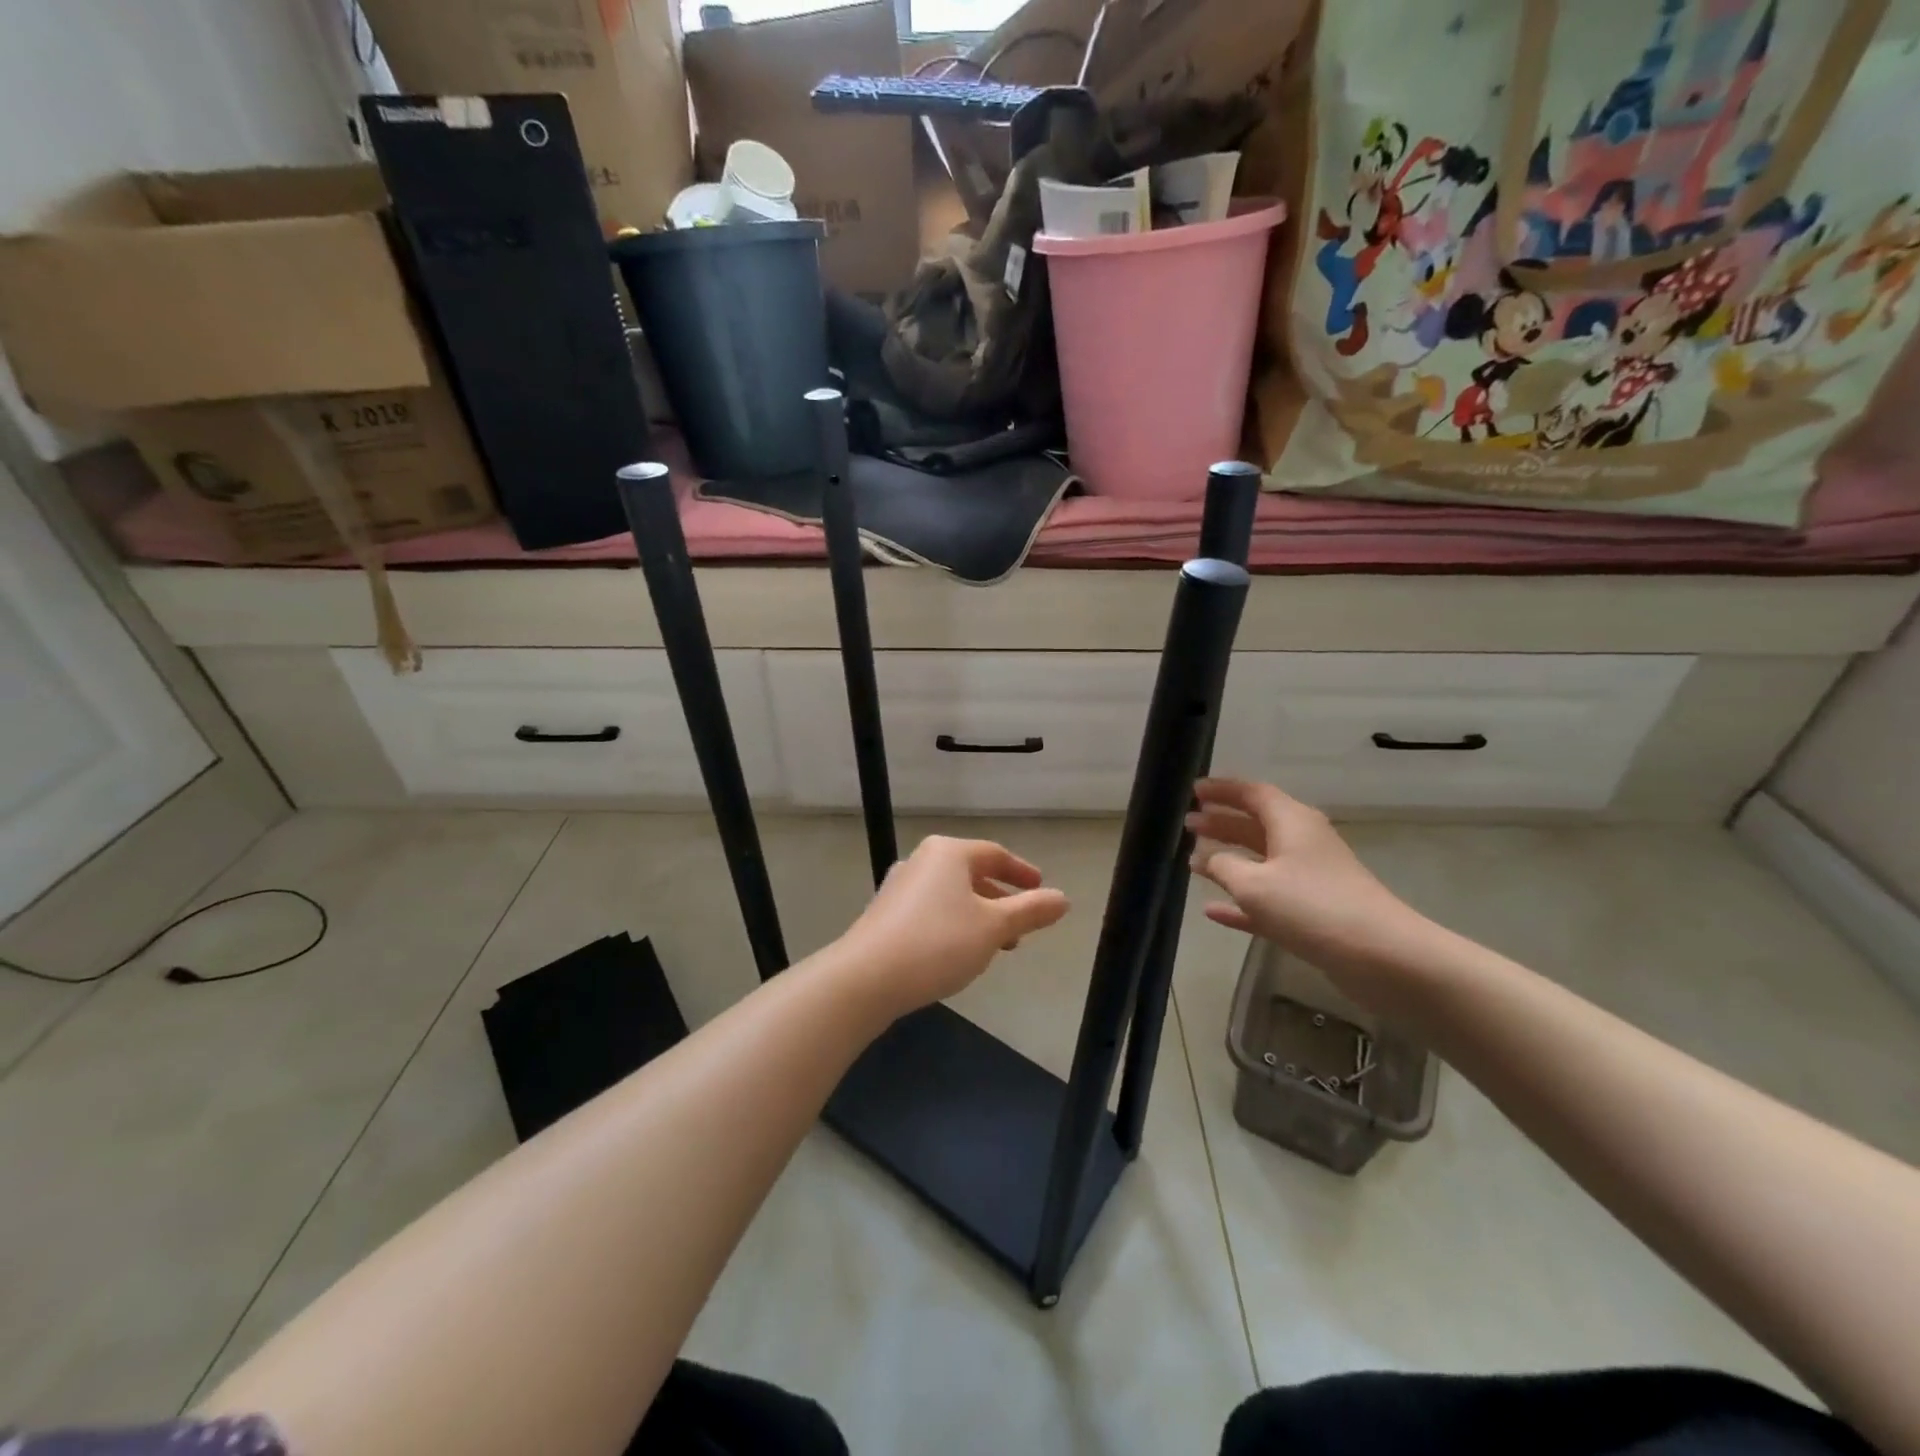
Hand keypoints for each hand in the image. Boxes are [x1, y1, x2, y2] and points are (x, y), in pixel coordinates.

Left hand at [837, 836, 1069, 1017]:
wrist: (866, 978)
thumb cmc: (938, 943)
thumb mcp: (994, 927)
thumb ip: (1030, 911)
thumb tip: (1063, 898)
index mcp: (948, 853)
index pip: (995, 854)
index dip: (1022, 872)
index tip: (1041, 889)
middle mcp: (921, 861)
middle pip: (971, 873)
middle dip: (1000, 898)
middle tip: (1022, 923)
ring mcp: (899, 887)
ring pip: (951, 895)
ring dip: (977, 915)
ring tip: (996, 945)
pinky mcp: (885, 914)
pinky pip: (931, 911)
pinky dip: (953, 924)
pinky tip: (958, 953)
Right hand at [1186, 779, 1432, 989]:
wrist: (1382, 956)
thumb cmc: (1312, 907)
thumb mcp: (1255, 885)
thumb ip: (1223, 867)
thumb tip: (1205, 858)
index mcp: (1292, 822)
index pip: (1252, 793)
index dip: (1222, 790)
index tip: (1193, 791)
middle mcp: (1303, 842)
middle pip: (1256, 824)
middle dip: (1222, 823)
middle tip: (1188, 824)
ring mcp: (1310, 878)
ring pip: (1261, 861)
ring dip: (1229, 859)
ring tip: (1194, 860)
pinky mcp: (1313, 912)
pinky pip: (1268, 897)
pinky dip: (1242, 900)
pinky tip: (1213, 911)